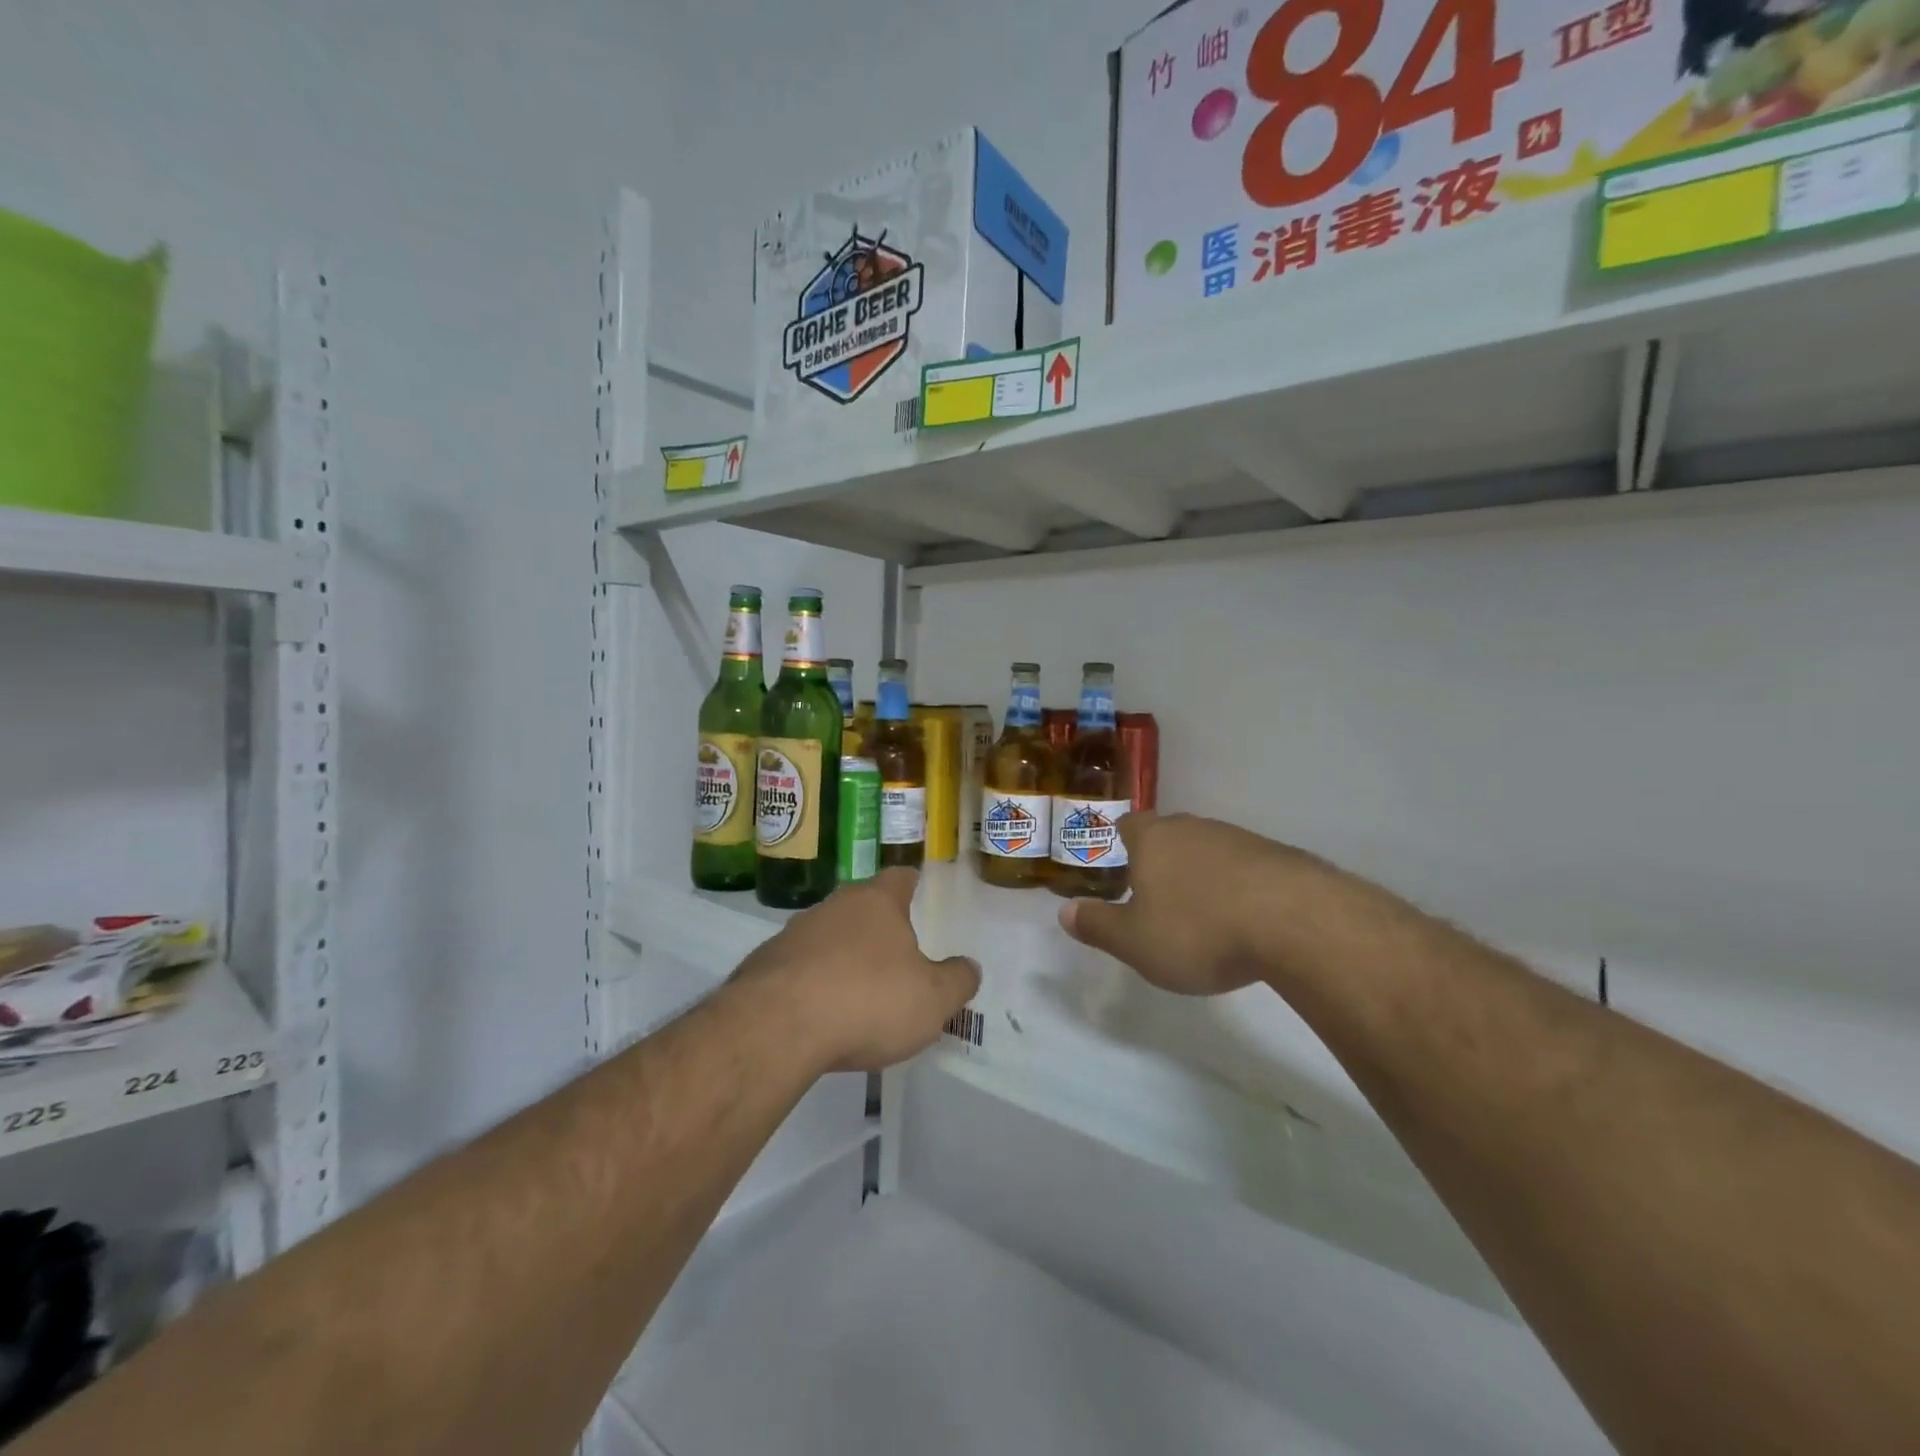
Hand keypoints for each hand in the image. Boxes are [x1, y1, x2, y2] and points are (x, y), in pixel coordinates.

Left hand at [730, 868, 980, 1072]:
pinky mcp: (763, 965)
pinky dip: (812, 984)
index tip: (921, 897)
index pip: (900, 877)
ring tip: (858, 993)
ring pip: (827, 936)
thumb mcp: (932, 1000)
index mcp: (877, 902)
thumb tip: (969, 967)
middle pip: (861, 906)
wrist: (776, 1027)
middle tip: (897, 956)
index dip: (913, 885)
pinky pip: (798, 968)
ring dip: (842, 957)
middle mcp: (833, 906)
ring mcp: (793, 934)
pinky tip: (820, 1016)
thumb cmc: (868, 1000)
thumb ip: (957, 981)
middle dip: (878, 927)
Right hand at [1057, 811, 1297, 995]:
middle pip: (1170, 834)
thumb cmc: (1199, 930)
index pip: (1129, 824)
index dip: (1121, 839)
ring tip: (1203, 912)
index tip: (1120, 859)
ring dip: (1203, 873)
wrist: (1295, 922)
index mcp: (1153, 840)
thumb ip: (1098, 926)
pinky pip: (1246, 866)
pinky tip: (1245, 917)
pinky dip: (1239, 886)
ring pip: (1209, 849)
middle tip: (1157, 893)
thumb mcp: (1135, 942)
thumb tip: (1064, 912)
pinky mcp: (1279, 857)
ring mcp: (1239, 838)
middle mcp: (1194, 828)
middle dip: (1161, 859)